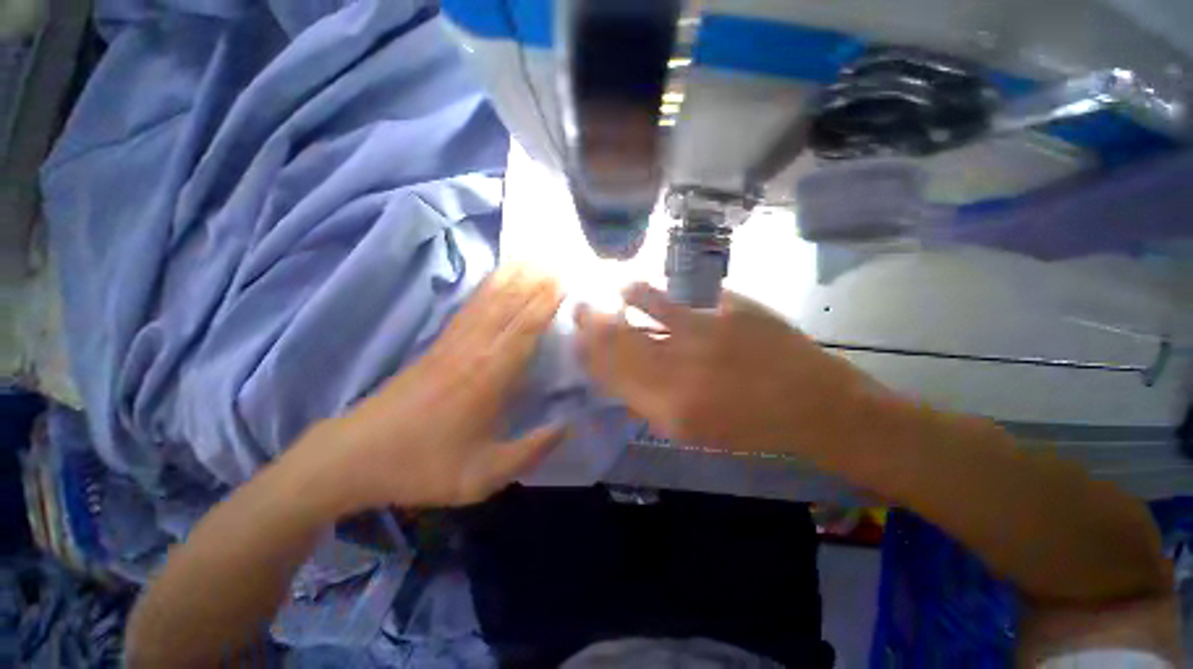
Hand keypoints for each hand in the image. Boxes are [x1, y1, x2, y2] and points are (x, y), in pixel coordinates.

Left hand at [313, 266, 565, 510]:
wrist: (354, 457)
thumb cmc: (423, 466)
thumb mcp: (483, 475)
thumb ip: (530, 451)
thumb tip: (567, 427)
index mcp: (488, 378)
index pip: (523, 330)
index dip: (544, 305)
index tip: (562, 283)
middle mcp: (472, 352)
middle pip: (506, 308)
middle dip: (532, 283)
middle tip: (553, 262)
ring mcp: (451, 345)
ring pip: (486, 303)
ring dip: (509, 279)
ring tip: (528, 259)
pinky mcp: (436, 346)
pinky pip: (467, 310)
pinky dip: (484, 290)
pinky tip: (493, 282)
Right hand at [575, 283, 874, 456]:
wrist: (814, 404)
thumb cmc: (751, 427)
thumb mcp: (695, 431)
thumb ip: (652, 407)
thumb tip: (621, 380)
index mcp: (669, 410)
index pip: (614, 380)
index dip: (590, 360)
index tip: (575, 345)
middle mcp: (678, 373)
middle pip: (619, 347)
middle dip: (590, 330)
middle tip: (576, 314)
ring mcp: (700, 338)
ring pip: (639, 321)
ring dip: (609, 311)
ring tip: (592, 301)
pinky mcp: (722, 313)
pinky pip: (672, 300)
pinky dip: (644, 293)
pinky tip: (629, 287)